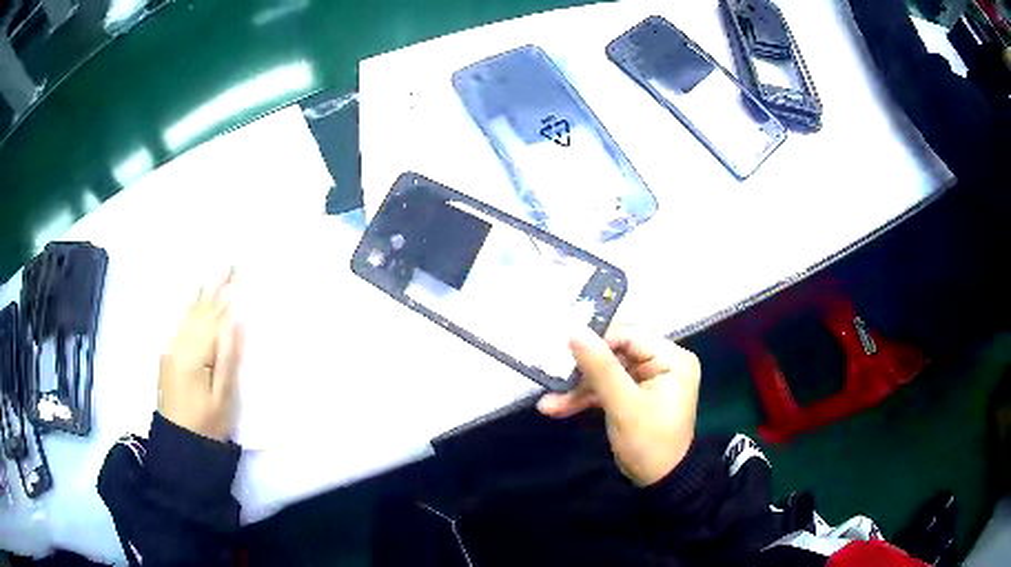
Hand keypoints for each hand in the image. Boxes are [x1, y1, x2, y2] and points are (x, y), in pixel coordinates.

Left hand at [158, 271, 242, 441]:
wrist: (180, 444)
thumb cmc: (208, 424)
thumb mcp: (224, 395)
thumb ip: (229, 355)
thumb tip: (236, 319)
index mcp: (194, 353)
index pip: (213, 317)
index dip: (226, 295)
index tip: (238, 273)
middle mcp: (178, 345)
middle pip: (199, 311)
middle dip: (214, 288)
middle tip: (229, 265)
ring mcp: (170, 350)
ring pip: (188, 316)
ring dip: (202, 295)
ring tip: (214, 276)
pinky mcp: (168, 357)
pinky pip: (180, 325)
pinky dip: (190, 310)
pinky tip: (195, 303)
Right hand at [537, 325, 700, 485]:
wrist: (660, 482)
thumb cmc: (649, 442)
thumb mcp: (624, 405)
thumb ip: (600, 368)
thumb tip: (575, 331)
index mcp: (671, 358)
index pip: (629, 336)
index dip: (595, 341)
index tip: (562, 348)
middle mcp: (662, 363)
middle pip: (615, 354)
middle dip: (582, 370)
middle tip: (551, 374)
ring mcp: (648, 380)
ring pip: (607, 373)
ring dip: (578, 388)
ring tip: (548, 402)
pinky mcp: (634, 395)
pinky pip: (607, 389)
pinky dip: (585, 398)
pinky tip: (556, 407)